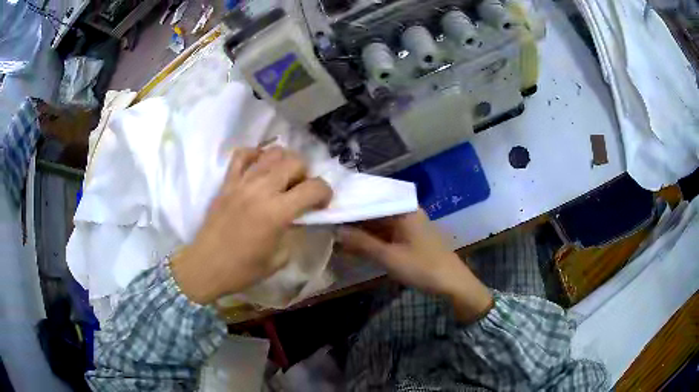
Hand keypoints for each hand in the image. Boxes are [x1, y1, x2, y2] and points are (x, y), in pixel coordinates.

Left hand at [171, 147, 331, 304]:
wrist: (206, 266)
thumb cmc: (243, 270)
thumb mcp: (279, 259)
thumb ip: (294, 233)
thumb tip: (300, 217)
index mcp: (277, 212)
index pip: (314, 187)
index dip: (326, 192)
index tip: (322, 204)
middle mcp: (261, 190)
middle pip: (295, 162)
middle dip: (306, 175)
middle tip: (300, 191)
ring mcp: (241, 182)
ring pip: (272, 152)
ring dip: (284, 162)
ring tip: (281, 179)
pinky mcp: (227, 181)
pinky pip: (242, 154)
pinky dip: (255, 155)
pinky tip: (259, 168)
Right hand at [338, 210, 492, 322]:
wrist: (453, 283)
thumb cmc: (422, 267)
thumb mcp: (389, 256)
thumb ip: (362, 242)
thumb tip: (336, 230)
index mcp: (403, 209)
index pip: (371, 200)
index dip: (350, 206)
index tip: (328, 210)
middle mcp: (406, 212)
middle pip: (374, 212)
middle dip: (353, 220)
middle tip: (328, 224)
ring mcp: (409, 226)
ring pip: (378, 225)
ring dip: (361, 232)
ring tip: (336, 236)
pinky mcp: (410, 238)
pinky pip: (386, 235)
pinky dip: (372, 241)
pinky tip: (354, 247)